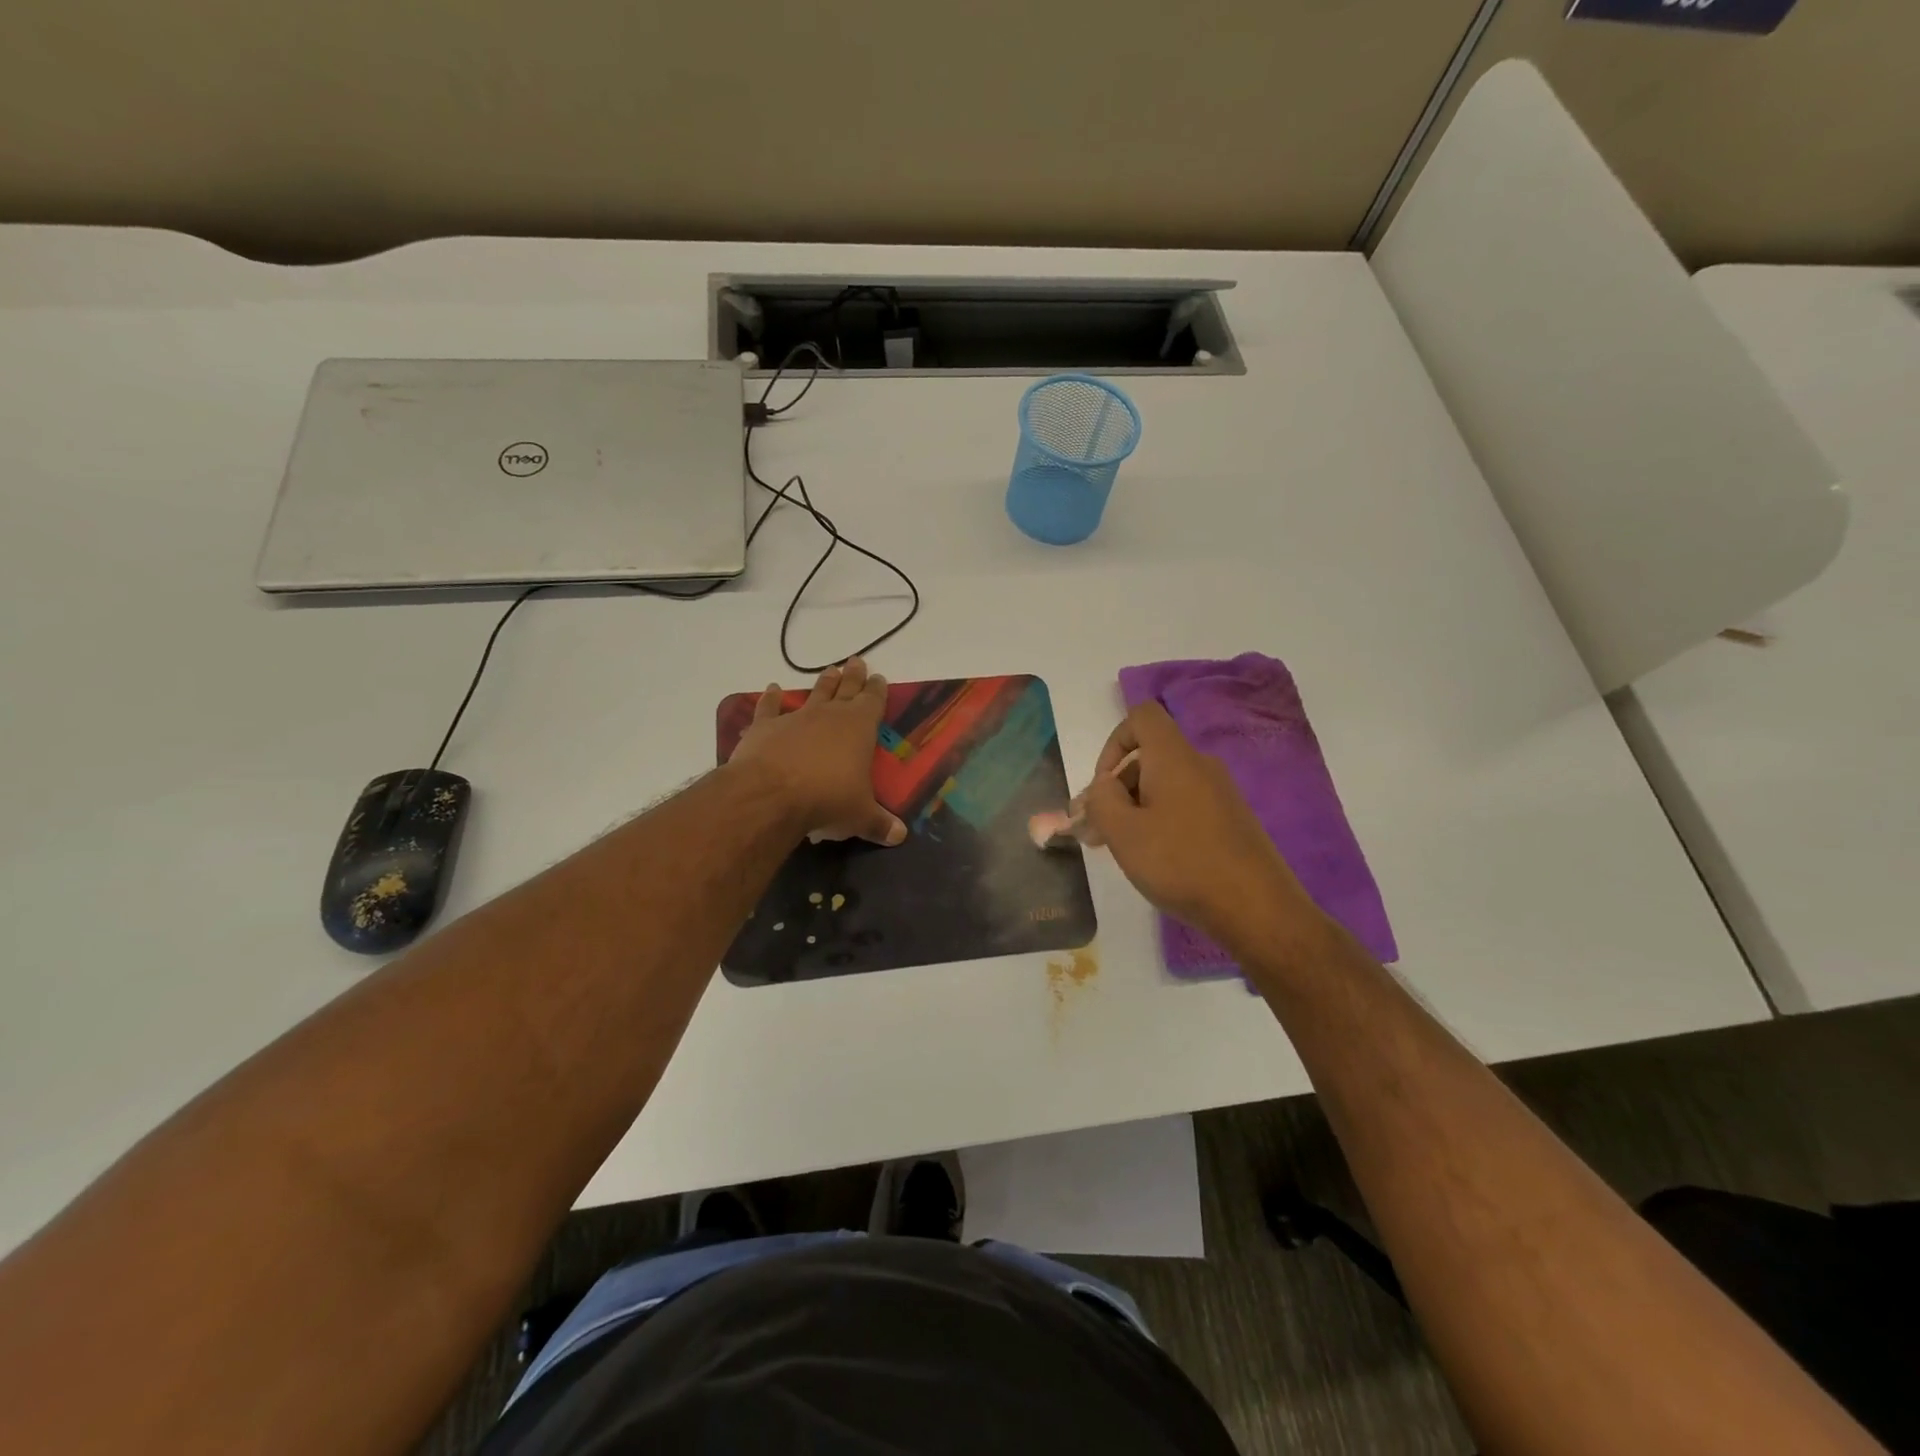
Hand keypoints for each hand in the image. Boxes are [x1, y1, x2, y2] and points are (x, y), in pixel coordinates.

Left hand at [727, 657, 906, 846]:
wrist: (771, 795)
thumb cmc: (827, 800)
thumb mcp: (860, 816)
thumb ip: (879, 824)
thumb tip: (899, 837)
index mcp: (859, 728)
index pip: (873, 702)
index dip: (877, 690)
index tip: (879, 678)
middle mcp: (829, 715)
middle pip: (845, 689)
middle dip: (853, 676)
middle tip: (856, 661)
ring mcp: (795, 718)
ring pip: (813, 694)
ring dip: (822, 683)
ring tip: (829, 671)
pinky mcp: (764, 727)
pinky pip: (768, 708)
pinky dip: (769, 698)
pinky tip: (770, 689)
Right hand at [1080, 702, 1321, 951]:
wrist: (1257, 909)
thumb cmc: (1181, 863)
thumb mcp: (1123, 832)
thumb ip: (1100, 800)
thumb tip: (1103, 786)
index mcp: (1174, 758)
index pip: (1142, 717)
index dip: (1113, 742)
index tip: (1102, 785)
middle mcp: (1200, 766)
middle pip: (1149, 757)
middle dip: (1115, 788)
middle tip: (1094, 831)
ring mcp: (1220, 794)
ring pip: (1164, 786)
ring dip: (1134, 809)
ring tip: (1118, 850)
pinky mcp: (1230, 822)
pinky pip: (1184, 807)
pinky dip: (1160, 823)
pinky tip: (1154, 860)